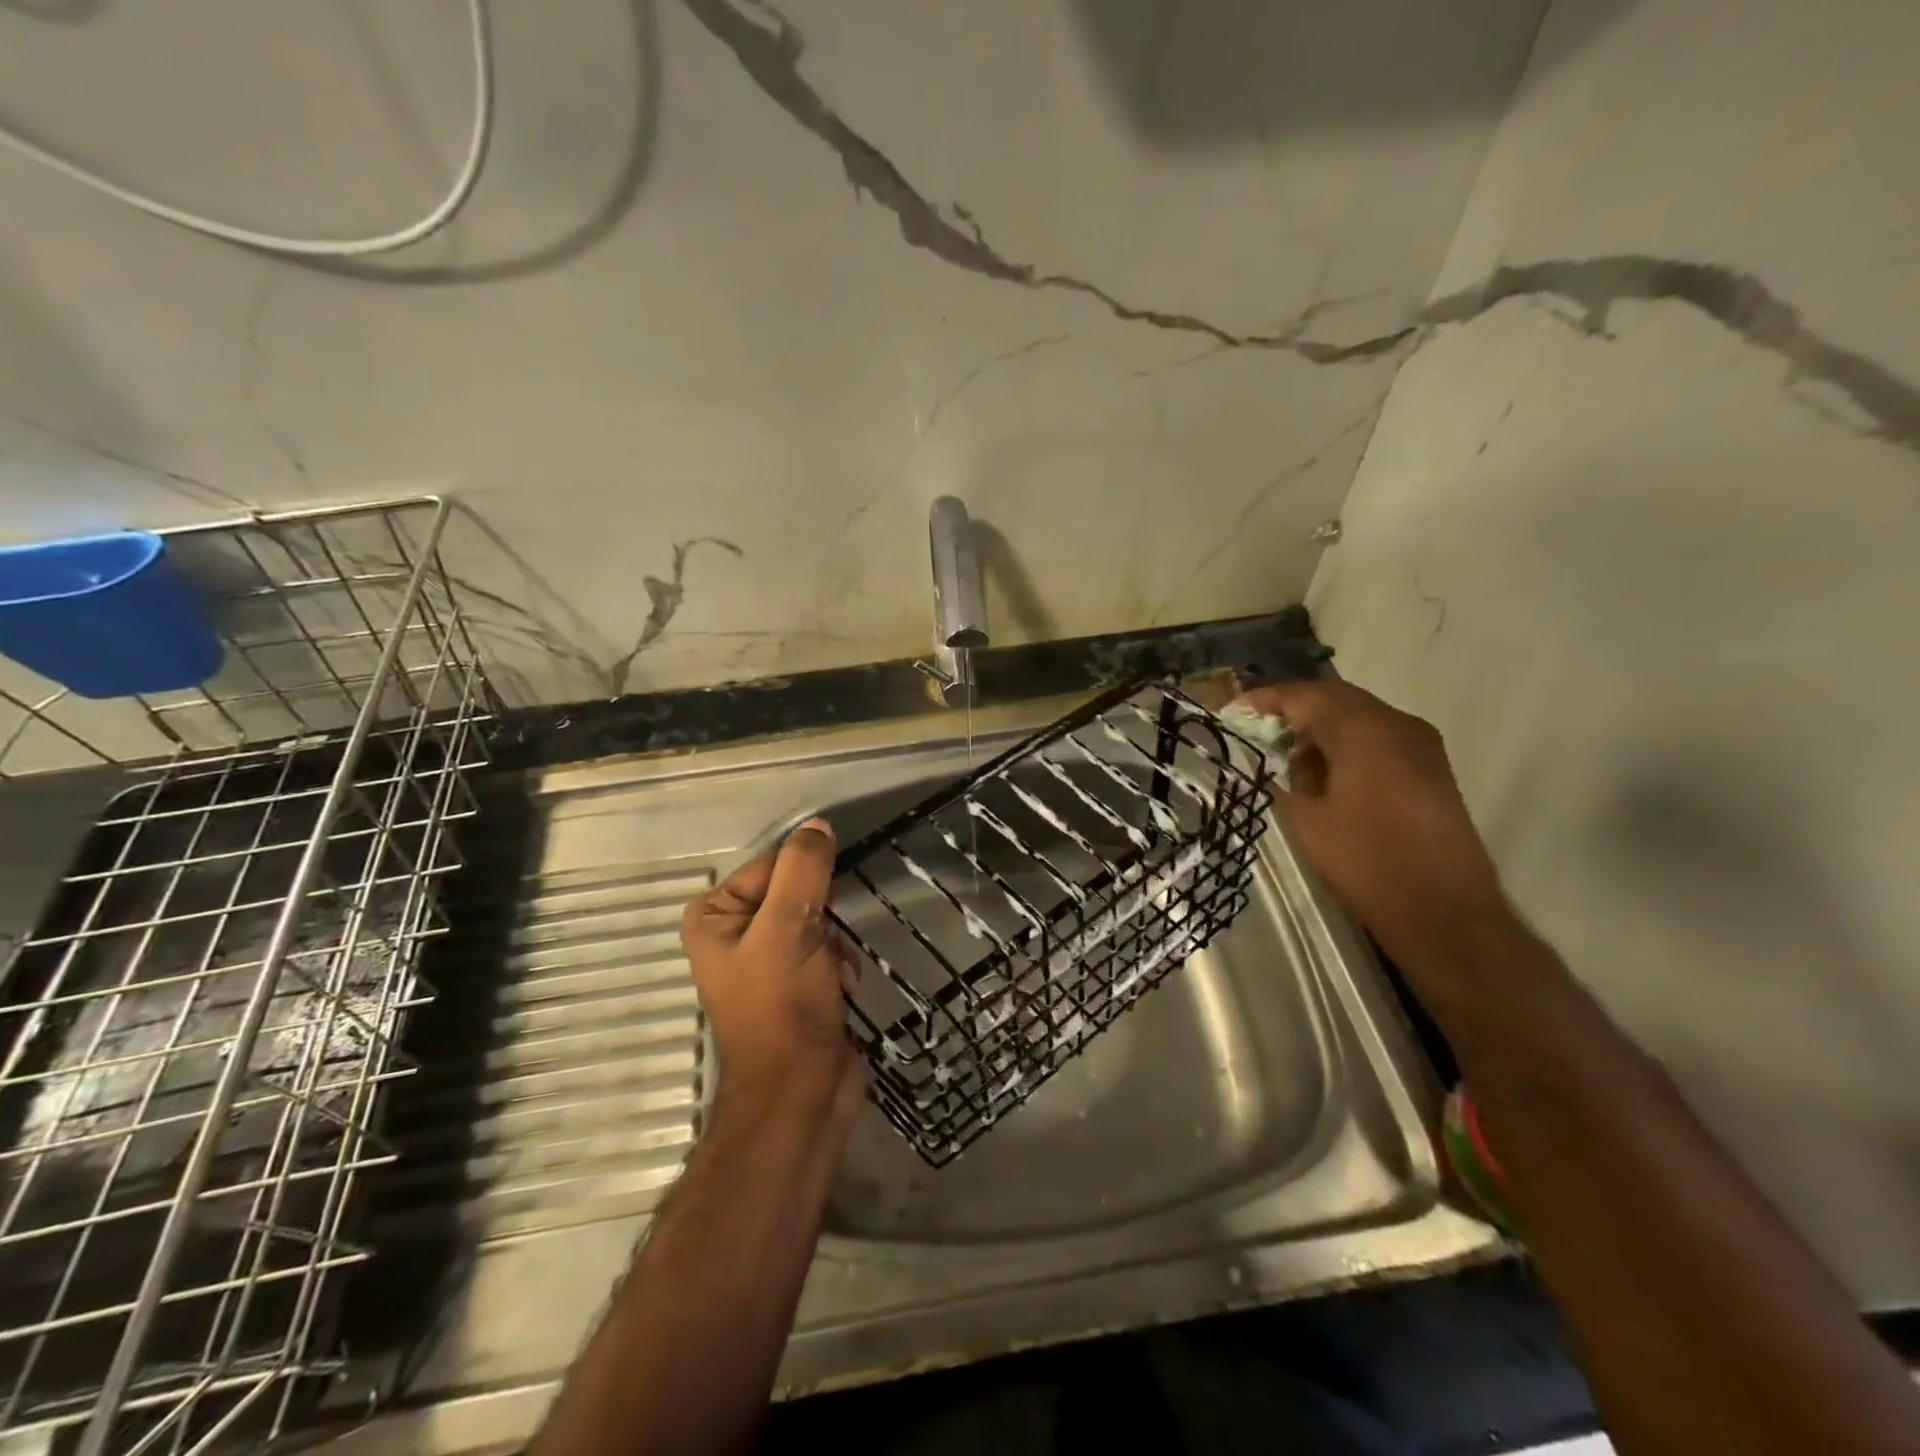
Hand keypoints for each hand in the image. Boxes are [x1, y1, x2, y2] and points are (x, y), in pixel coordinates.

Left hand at [681, 817, 865, 1126]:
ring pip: (819, 918)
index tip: (824, 904)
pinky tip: (841, 987)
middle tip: (823, 945)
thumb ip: (802, 871)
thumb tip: (818, 825)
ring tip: (833, 973)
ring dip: (835, 941)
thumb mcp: (787, 929)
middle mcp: (735, 931)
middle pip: (797, 890)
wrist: (801, 1093)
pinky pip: (827, 946)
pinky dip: (840, 962)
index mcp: (714, 915)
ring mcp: (766, 958)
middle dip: (822, 914)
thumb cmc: (782, 1007)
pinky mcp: (796, 980)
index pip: (772, 864)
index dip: (806, 877)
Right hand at [1232, 680, 1516, 982]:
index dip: (1267, 700)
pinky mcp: (1430, 769)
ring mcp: (1420, 745)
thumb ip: (1294, 776)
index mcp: (1364, 730)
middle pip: (1337, 699)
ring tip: (1286, 746)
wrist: (1442, 909)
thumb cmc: (1365, 860)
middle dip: (1295, 707)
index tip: (1234, 710)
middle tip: (1257, 723)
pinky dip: (1346, 741)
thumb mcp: (1307, 818)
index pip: (1306, 696)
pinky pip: (1378, 738)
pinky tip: (1324, 766)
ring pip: (1360, 716)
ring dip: (1322, 724)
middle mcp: (1397, 725)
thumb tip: (1293, 758)